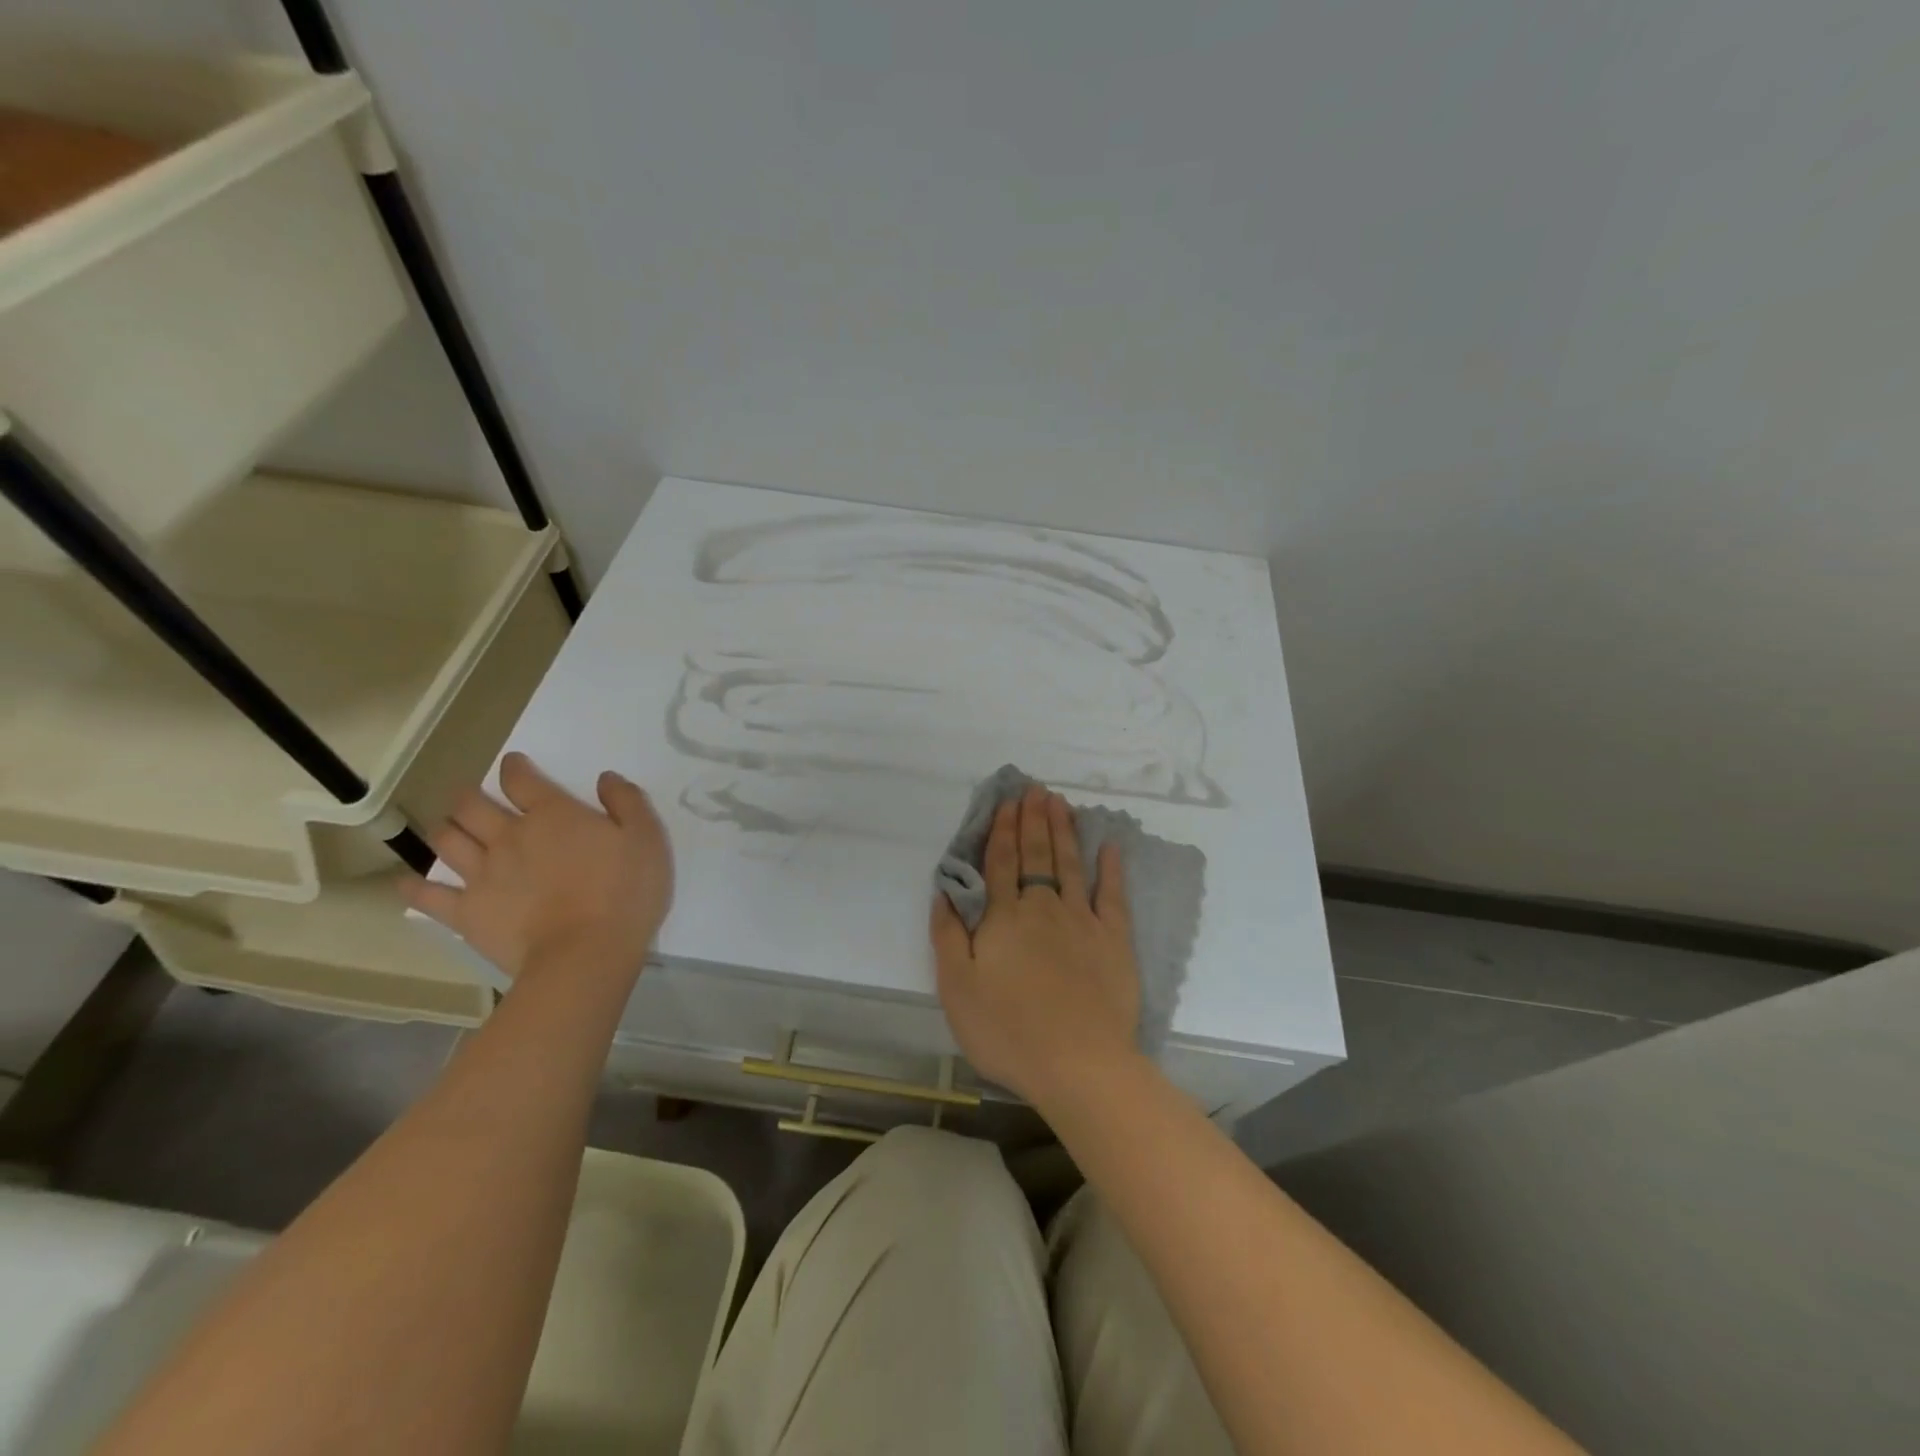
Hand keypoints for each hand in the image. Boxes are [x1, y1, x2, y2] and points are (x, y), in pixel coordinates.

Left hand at [404, 753, 672, 984]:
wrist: (586, 953)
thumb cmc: (624, 892)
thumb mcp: (646, 838)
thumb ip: (627, 802)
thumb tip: (605, 779)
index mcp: (552, 815)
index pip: (522, 780)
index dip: (515, 768)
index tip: (513, 764)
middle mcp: (509, 836)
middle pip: (473, 806)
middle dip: (469, 795)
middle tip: (472, 797)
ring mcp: (483, 874)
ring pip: (447, 841)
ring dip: (446, 829)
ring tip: (450, 829)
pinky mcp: (467, 912)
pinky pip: (429, 896)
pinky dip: (414, 888)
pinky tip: (407, 884)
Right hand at [931, 785, 1140, 1107]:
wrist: (1078, 1064)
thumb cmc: (1008, 1031)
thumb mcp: (957, 989)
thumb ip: (947, 935)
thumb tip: (943, 891)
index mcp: (1003, 918)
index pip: (1001, 862)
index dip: (1002, 830)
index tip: (1006, 802)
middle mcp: (1042, 907)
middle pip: (1036, 854)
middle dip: (1033, 819)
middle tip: (1035, 789)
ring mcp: (1082, 920)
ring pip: (1069, 864)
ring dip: (1064, 831)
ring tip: (1060, 802)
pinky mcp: (1114, 940)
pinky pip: (1112, 895)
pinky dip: (1110, 868)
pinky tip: (1109, 846)